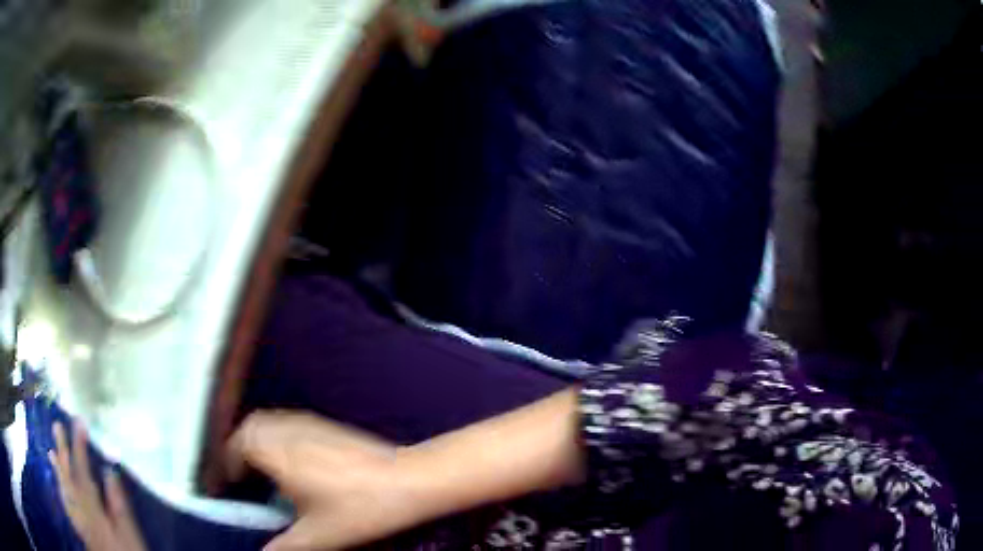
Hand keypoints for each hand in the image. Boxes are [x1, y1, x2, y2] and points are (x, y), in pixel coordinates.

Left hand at [49, 422, 146, 550]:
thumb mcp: (130, 535)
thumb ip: (118, 505)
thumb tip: (108, 471)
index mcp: (93, 510)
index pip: (82, 472)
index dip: (79, 446)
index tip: (79, 422)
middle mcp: (80, 511)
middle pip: (68, 477)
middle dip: (62, 451)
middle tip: (57, 425)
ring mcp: (78, 519)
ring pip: (64, 489)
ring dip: (58, 469)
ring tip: (52, 451)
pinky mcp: (80, 528)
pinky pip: (65, 503)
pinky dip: (61, 489)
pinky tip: (59, 484)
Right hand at [227, 411, 420, 550]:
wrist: (407, 481)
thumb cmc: (359, 508)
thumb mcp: (317, 535)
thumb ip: (285, 547)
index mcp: (279, 453)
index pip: (240, 444)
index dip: (230, 459)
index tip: (231, 477)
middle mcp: (290, 432)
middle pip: (253, 426)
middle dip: (242, 445)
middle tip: (245, 470)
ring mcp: (312, 425)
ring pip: (273, 422)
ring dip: (262, 438)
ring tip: (267, 466)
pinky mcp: (331, 427)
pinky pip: (293, 423)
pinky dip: (282, 435)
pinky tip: (297, 460)